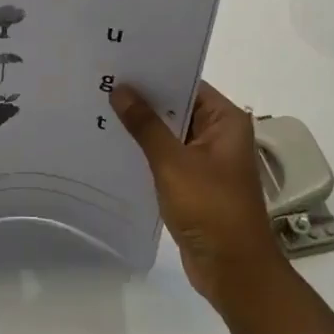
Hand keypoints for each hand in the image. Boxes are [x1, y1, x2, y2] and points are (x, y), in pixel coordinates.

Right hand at [111, 81, 288, 314]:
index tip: (120, 63)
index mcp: (225, 120)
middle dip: (143, 99)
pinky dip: (146, 151)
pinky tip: (114, 145)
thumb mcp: (173, 163)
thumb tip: (121, 89)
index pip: (187, 83)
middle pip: (177, 106)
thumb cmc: (210, 209)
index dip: (155, 73)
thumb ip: (146, 125)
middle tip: (102, 83)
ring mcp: (207, 160)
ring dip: (142, 126)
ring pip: (170, 133)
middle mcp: (219, 134)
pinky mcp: (195, 182)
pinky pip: (167, 157)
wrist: (233, 270)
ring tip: (100, 109)